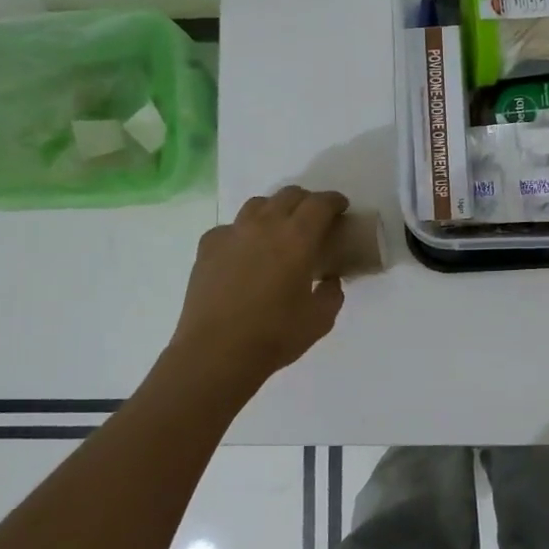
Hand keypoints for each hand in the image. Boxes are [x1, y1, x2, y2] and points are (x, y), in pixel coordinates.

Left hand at [171, 187, 349, 386]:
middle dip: (307, 201)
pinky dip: (244, 232)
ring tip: (280, 229)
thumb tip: (329, 281)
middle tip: (315, 219)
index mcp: (297, 238)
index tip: (341, 208)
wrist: (216, 352)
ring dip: (275, 210)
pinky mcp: (207, 246)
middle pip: (289, 195)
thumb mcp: (320, 319)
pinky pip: (231, 227)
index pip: (320, 204)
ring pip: (258, 204)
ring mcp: (232, 233)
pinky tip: (246, 252)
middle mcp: (264, 226)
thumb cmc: (274, 335)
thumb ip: (332, 293)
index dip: (334, 201)